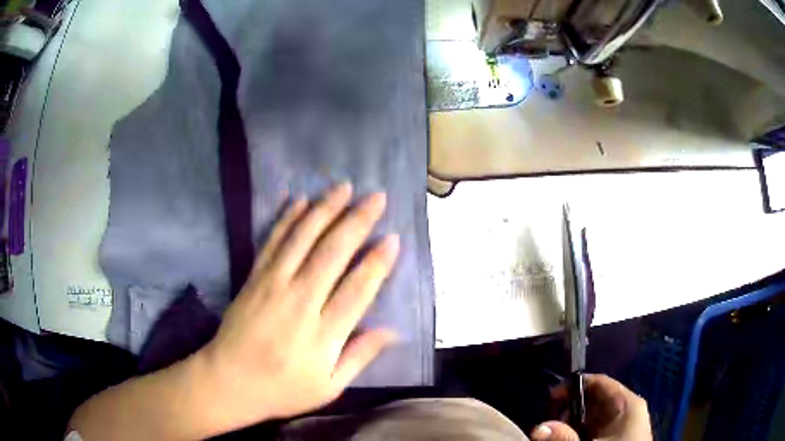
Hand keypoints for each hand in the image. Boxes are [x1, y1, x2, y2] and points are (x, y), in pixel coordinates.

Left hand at [194, 183, 399, 433]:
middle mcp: (300, 302)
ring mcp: (273, 285)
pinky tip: (299, 200)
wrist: (228, 381)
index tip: (393, 238)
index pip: (358, 290)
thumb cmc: (282, 389)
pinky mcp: (253, 278)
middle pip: (333, 253)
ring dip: (325, 209)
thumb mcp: (329, 387)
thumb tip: (392, 331)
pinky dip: (287, 219)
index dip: (377, 262)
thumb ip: (360, 356)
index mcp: (323, 334)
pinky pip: (272, 242)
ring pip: (303, 238)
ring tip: (344, 187)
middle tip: (376, 198)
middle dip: (357, 221)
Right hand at [531, 374, 651, 440]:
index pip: (600, 382)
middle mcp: (627, 409)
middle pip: (595, 399)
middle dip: (571, 408)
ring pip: (595, 416)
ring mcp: (624, 424)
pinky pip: (598, 428)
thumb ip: (565, 438)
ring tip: (558, 432)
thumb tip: (539, 428)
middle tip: (551, 421)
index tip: (551, 396)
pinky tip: (571, 438)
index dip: (575, 385)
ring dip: (574, 422)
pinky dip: (582, 431)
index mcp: (627, 403)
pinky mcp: (618, 436)